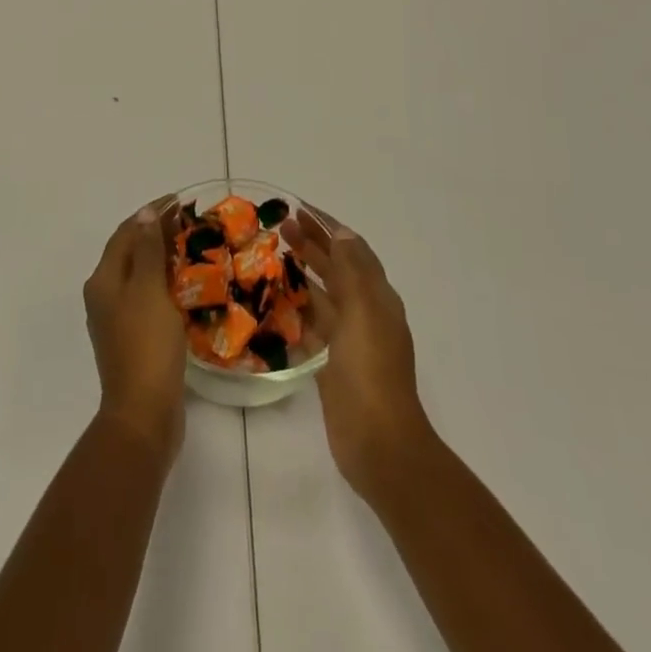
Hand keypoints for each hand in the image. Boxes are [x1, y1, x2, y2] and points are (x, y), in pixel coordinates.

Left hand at [83, 203, 187, 461]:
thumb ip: (148, 250)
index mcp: (103, 280)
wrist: (144, 415)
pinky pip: (149, 298)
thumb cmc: (146, 345)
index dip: (150, 214)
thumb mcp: (149, 290)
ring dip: (163, 258)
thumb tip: (145, 213)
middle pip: (130, 252)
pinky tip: (187, 286)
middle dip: (157, 234)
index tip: (179, 201)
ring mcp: (117, 319)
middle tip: (190, 223)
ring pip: (140, 276)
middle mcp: (104, 296)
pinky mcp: (134, 339)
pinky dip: (166, 284)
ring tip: (193, 248)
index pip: (126, 232)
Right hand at [283, 206, 431, 502]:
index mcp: (378, 297)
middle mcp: (366, 314)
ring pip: (323, 296)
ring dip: (302, 274)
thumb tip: (341, 232)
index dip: (328, 225)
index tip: (298, 207)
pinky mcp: (332, 366)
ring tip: (273, 257)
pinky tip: (275, 304)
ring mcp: (349, 341)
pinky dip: (296, 311)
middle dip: (312, 244)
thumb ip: (352, 270)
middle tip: (279, 227)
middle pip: (337, 269)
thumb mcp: (363, 310)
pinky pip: (312, 327)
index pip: (352, 248)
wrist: (378, 444)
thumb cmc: (371, 370)